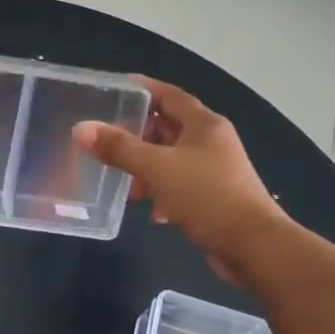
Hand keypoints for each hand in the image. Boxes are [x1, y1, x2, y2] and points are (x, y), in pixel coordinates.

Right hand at [73, 78, 288, 280]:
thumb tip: (82, 129)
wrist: (252, 245)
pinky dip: (162, 192)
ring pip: (172, 159)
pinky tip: (152, 210)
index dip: (144, 89)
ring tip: (126, 185)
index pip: (170, 96)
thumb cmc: (207, 196)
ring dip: (147, 169)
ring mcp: (214, 170)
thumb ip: (119, 148)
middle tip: (109, 141)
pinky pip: (179, 185)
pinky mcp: (213, 197)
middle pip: (169, 128)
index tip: (116, 88)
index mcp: (204, 125)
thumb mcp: (157, 169)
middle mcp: (212, 142)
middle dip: (139, 135)